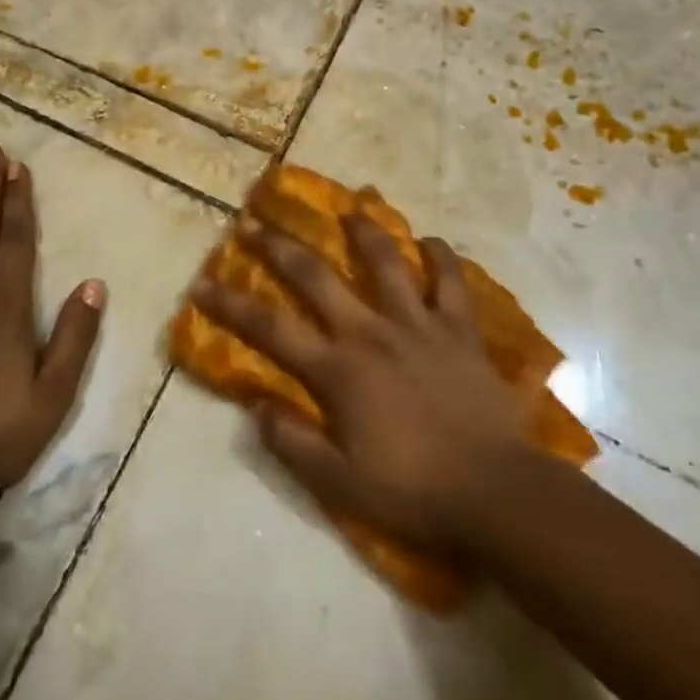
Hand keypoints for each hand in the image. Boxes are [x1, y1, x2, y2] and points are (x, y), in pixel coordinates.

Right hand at [193, 215, 529, 552]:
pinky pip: (452, 282)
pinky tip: (431, 242)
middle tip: (255, 222)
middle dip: (279, 247)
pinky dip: (441, 258)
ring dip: (365, 231)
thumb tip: (257, 406)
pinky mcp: (460, 330)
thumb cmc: (413, 490)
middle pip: (317, 276)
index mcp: (339, 370)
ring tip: (351, 208)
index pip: (271, 328)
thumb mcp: (340, 484)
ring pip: (386, 262)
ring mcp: (419, 325)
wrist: (496, 492)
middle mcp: (372, 332)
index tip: (202, 283)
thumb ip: (293, 443)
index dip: (232, 304)